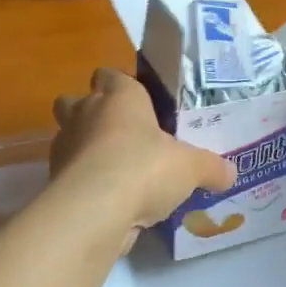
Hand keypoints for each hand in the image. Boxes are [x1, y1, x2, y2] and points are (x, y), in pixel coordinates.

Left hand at [51, 68, 235, 243]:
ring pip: (69, 138)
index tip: (140, 104)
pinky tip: (109, 200)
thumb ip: (211, 168)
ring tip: (118, 172)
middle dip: (92, 114)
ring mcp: (65, 147)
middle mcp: (85, 113)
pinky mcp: (54, 180)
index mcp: (119, 96)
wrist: (94, 211)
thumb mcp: (192, 168)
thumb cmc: (145, 168)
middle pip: (75, 101)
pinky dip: (85, 183)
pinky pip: (70, 173)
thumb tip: (231, 173)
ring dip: (86, 150)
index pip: (111, 75)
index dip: (122, 86)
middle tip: (122, 135)